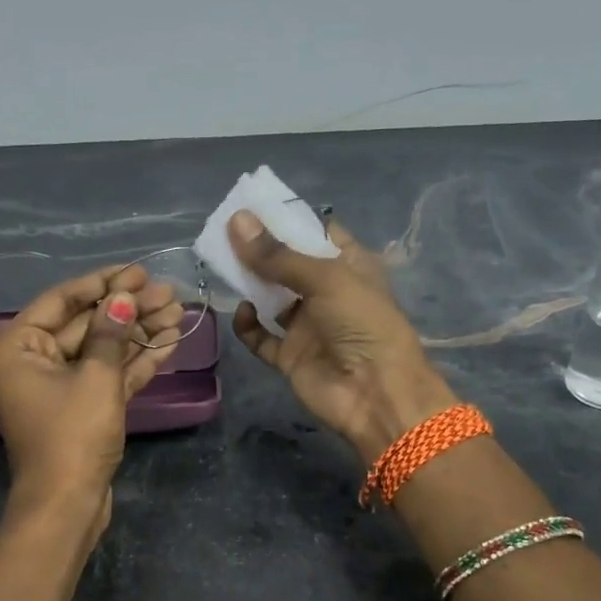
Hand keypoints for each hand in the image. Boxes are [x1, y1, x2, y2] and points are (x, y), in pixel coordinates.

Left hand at [0, 264, 183, 529]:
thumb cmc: (73, 435)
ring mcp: (59, 386)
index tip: (139, 271)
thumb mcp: (96, 377)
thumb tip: (122, 296)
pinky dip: (136, 361)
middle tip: (169, 292)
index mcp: (18, 345)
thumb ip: (111, 332)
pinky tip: (169, 343)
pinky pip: (108, 375)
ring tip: (178, 313)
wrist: (67, 504)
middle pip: (86, 324)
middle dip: (128, 309)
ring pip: (102, 349)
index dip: (104, 283)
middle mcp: (33, 360)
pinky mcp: (82, 407)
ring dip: (139, 333)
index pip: (63, 300)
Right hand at [228, 210, 455, 462]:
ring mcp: (308, 326)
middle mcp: (328, 293)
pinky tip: (243, 312)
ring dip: (251, 283)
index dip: (288, 219)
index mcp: (349, 266)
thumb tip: (236, 220)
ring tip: (224, 264)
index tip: (253, 205)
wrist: (375, 394)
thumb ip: (277, 254)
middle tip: (226, 232)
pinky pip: (262, 337)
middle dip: (260, 249)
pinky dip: (249, 325)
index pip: (317, 233)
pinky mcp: (291, 356)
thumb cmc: (362, 324)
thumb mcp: (325, 278)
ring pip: (272, 298)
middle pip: (288, 264)